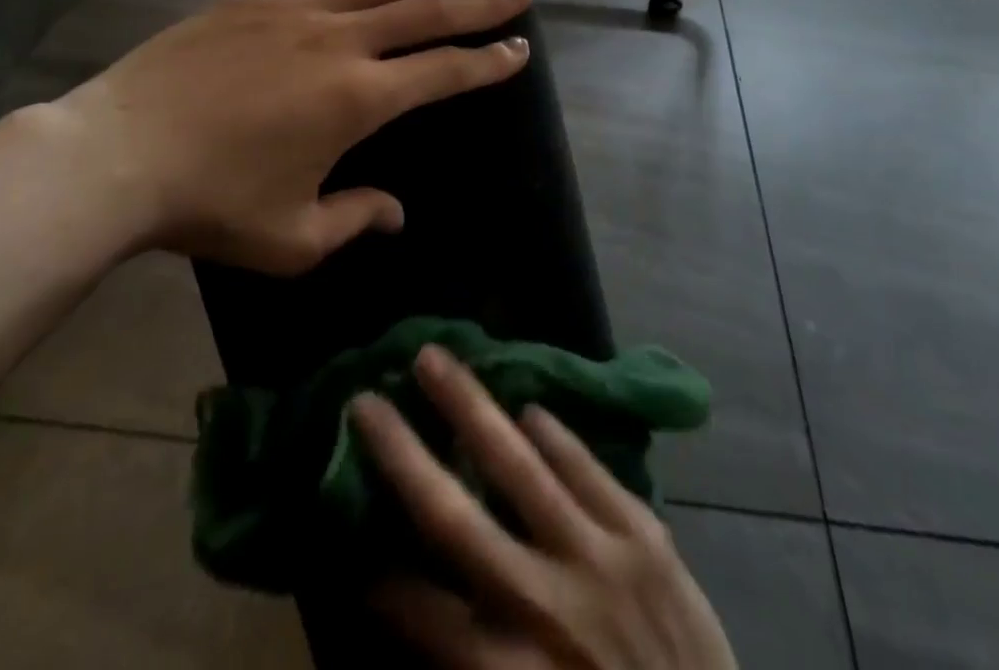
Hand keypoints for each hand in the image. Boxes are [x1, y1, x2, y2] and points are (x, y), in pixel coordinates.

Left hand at [43, 0, 531, 274]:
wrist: (117, 152)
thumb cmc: (209, 204)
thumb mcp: (292, 237)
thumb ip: (355, 219)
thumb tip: (394, 211)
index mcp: (358, 99)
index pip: (443, 72)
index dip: (487, 62)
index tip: (520, 48)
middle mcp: (340, 42)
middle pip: (427, 11)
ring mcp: (299, 12)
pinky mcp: (260, 0)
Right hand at [351, 347, 736, 669]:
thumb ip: (472, 659)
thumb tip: (414, 602)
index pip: (423, 612)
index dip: (382, 578)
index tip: (353, 542)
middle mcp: (545, 606)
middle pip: (455, 516)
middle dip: (404, 453)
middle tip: (366, 398)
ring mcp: (600, 559)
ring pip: (520, 465)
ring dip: (471, 406)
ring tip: (435, 359)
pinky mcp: (646, 535)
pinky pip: (589, 468)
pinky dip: (556, 436)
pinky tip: (530, 407)